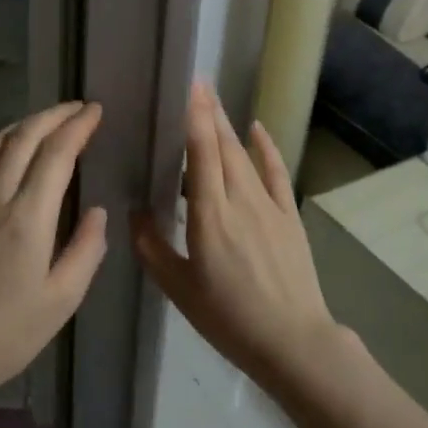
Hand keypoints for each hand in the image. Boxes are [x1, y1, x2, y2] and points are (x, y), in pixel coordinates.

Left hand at [0, 101, 107, 407]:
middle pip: (24, 137)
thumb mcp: (61, 301)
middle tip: (77, 107)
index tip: (95, 111)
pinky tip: (5, 146)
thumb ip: (85, 250)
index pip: (56, 154)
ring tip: (47, 119)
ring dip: (24, 123)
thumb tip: (97, 212)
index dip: (77, 127)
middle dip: (54, 115)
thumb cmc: (5, 335)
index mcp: (28, 218)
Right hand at [133, 82, 338, 384]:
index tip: (189, 87)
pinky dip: (266, 148)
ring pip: (244, 155)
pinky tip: (256, 130)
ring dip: (228, 126)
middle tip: (196, 85)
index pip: (202, 154)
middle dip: (210, 113)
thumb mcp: (179, 289)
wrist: (293, 342)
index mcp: (210, 217)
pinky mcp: (288, 217)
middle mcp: (240, 201)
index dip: (196, 117)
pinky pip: (275, 173)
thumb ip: (152, 248)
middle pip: (223, 146)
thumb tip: (134, 212)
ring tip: (213, 102)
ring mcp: (268, 206)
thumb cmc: (229, 318)